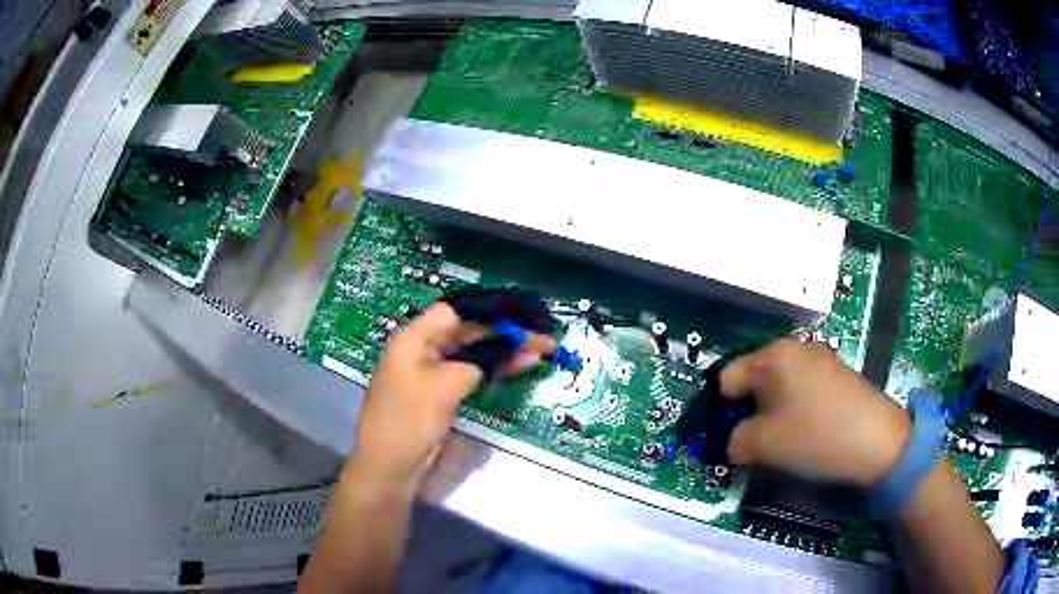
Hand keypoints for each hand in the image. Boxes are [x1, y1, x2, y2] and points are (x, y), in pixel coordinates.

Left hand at [345, 303, 554, 496]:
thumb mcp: (444, 387)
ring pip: (471, 354)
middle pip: (466, 333)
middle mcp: (421, 350)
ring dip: (502, 352)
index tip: (518, 319)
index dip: (486, 314)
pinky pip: (468, 374)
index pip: (454, 313)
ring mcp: (430, 374)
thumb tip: (492, 361)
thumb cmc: (410, 421)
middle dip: (503, 333)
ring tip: (541, 351)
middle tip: (541, 339)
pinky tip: (518, 367)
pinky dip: (492, 370)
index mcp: (414, 339)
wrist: (389, 467)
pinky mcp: (439, 394)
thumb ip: (473, 365)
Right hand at [720, 339, 911, 486]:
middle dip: (747, 412)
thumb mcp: (763, 445)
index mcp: (772, 356)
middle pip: (753, 380)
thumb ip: (734, 441)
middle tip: (753, 443)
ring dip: (770, 413)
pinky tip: (806, 431)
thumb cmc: (815, 436)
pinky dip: (793, 409)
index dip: (720, 411)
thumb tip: (732, 442)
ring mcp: (818, 358)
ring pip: (777, 386)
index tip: (726, 438)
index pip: (726, 379)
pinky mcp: (835, 373)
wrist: (877, 440)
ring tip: (781, 440)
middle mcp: (794, 348)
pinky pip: (800, 389)